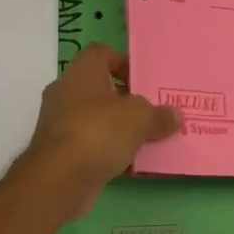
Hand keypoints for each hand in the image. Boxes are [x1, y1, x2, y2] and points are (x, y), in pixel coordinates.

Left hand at [25, 45, 182, 215]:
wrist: (59, 179)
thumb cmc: (99, 131)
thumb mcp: (140, 118)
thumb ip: (159, 115)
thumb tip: (175, 116)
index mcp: (82, 72)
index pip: (101, 53)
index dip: (124, 63)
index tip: (145, 82)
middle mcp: (66, 93)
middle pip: (101, 89)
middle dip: (127, 101)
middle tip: (153, 112)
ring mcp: (60, 124)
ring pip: (97, 120)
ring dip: (120, 129)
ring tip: (149, 139)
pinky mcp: (60, 154)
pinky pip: (92, 147)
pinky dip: (110, 153)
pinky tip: (134, 165)